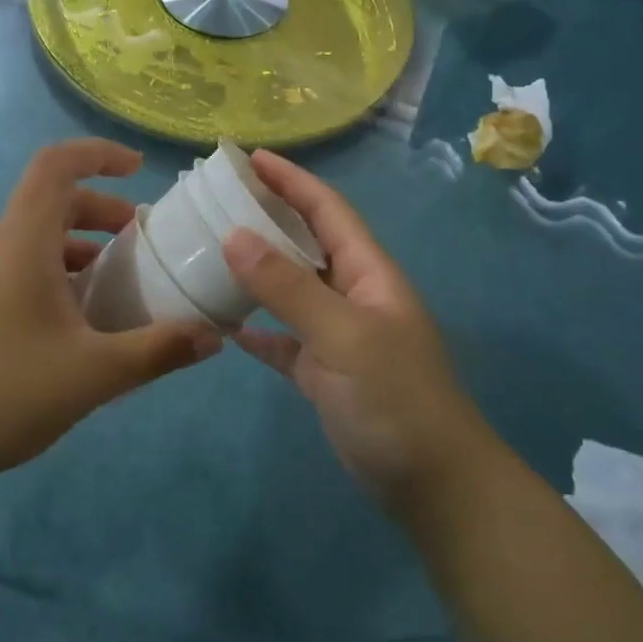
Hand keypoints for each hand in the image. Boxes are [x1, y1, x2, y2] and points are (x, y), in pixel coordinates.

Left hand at [0, 139, 221, 484]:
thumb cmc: (3, 392)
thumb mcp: (95, 373)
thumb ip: (159, 350)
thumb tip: (214, 337)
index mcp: (21, 240)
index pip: (56, 165)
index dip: (98, 154)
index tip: (137, 168)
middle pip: (52, 203)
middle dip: (103, 213)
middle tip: (142, 245)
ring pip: (37, 240)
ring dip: (82, 250)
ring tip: (119, 290)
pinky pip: (20, 268)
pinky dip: (58, 276)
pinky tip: (79, 327)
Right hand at [221, 150, 494, 507]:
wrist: (433, 485)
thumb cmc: (395, 400)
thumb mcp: (344, 336)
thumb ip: (289, 287)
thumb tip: (233, 236)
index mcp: (368, 273)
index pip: (327, 209)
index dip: (290, 179)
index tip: (247, 156)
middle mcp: (353, 294)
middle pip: (306, 242)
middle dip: (268, 216)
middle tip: (216, 200)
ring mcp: (338, 335)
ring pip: (291, 289)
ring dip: (255, 270)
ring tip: (209, 250)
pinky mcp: (324, 373)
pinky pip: (284, 339)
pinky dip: (257, 329)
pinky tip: (225, 324)